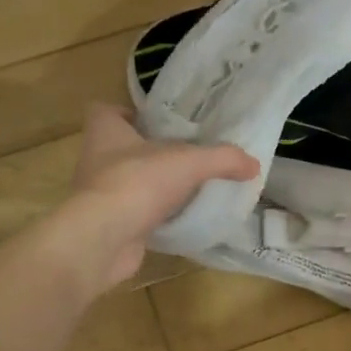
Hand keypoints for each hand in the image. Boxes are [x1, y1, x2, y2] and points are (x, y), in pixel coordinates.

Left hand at [59, 103, 258, 289]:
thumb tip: (254, 164)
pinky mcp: (108, 226)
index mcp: (105, 132)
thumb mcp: (189, 162)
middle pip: (120, 148)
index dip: (128, 113)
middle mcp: (95, 160)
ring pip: (128, 182)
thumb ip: (223, 159)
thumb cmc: (138, 182)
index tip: (156, 123)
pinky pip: (134, 215)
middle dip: (149, 152)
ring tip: (186, 188)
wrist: (103, 239)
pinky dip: (153, 217)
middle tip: (184, 155)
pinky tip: (179, 219)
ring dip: (152, 186)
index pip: (106, 111)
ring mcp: (99, 196)